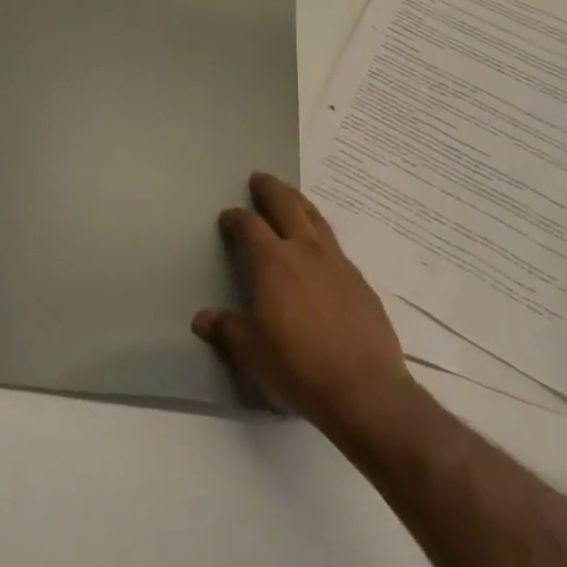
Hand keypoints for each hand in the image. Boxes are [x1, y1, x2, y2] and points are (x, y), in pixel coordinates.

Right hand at [193, 172, 415, 435]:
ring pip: (315, 218)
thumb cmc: (298, 366)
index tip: (228, 216)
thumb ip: (227, 330)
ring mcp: (337, 263)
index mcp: (272, 262)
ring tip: (291, 196)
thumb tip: (202, 319)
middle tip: (260, 178)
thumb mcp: (251, 352)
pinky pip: (335, 245)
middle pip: (286, 205)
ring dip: (299, 202)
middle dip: (271, 189)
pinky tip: (320, 248)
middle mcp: (304, 251)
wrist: (365, 389)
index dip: (236, 218)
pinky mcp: (360, 281)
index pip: (249, 226)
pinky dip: (321, 234)